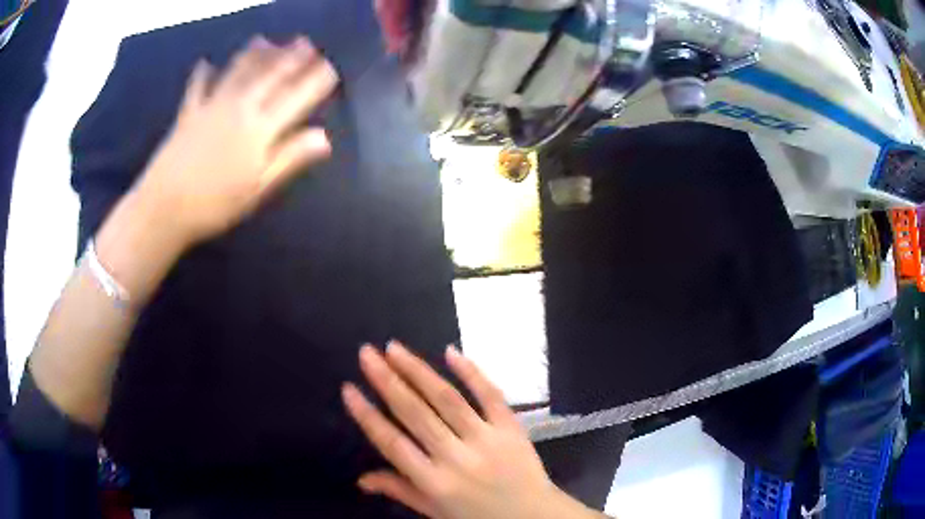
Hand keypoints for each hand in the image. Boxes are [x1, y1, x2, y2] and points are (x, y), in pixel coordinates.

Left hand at [136, 35, 337, 248]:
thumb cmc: (214, 204)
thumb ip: (289, 158)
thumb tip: (324, 137)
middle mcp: (239, 108)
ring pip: (238, 72)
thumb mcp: (257, 188)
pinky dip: (202, 74)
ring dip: (254, 55)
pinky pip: (197, 87)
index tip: (330, 67)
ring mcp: (211, 107)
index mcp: (260, 129)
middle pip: (269, 76)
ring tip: (266, 40)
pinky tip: (205, 63)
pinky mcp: (188, 113)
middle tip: (306, 43)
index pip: (295, 98)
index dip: (314, 81)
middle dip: (290, 58)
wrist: (164, 207)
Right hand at [343, 342, 589, 518]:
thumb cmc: (479, 517)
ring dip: (418, 371)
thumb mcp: (435, 511)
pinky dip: (471, 372)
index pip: (393, 444)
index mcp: (435, 482)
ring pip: (447, 399)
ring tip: (394, 348)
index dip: (367, 416)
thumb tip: (361, 479)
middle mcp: (457, 458)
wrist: (534, 517)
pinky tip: (450, 352)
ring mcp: (486, 440)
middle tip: (367, 353)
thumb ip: (400, 490)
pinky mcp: (511, 428)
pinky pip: (490, 395)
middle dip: (387, 381)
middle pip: (416, 414)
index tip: (349, 388)